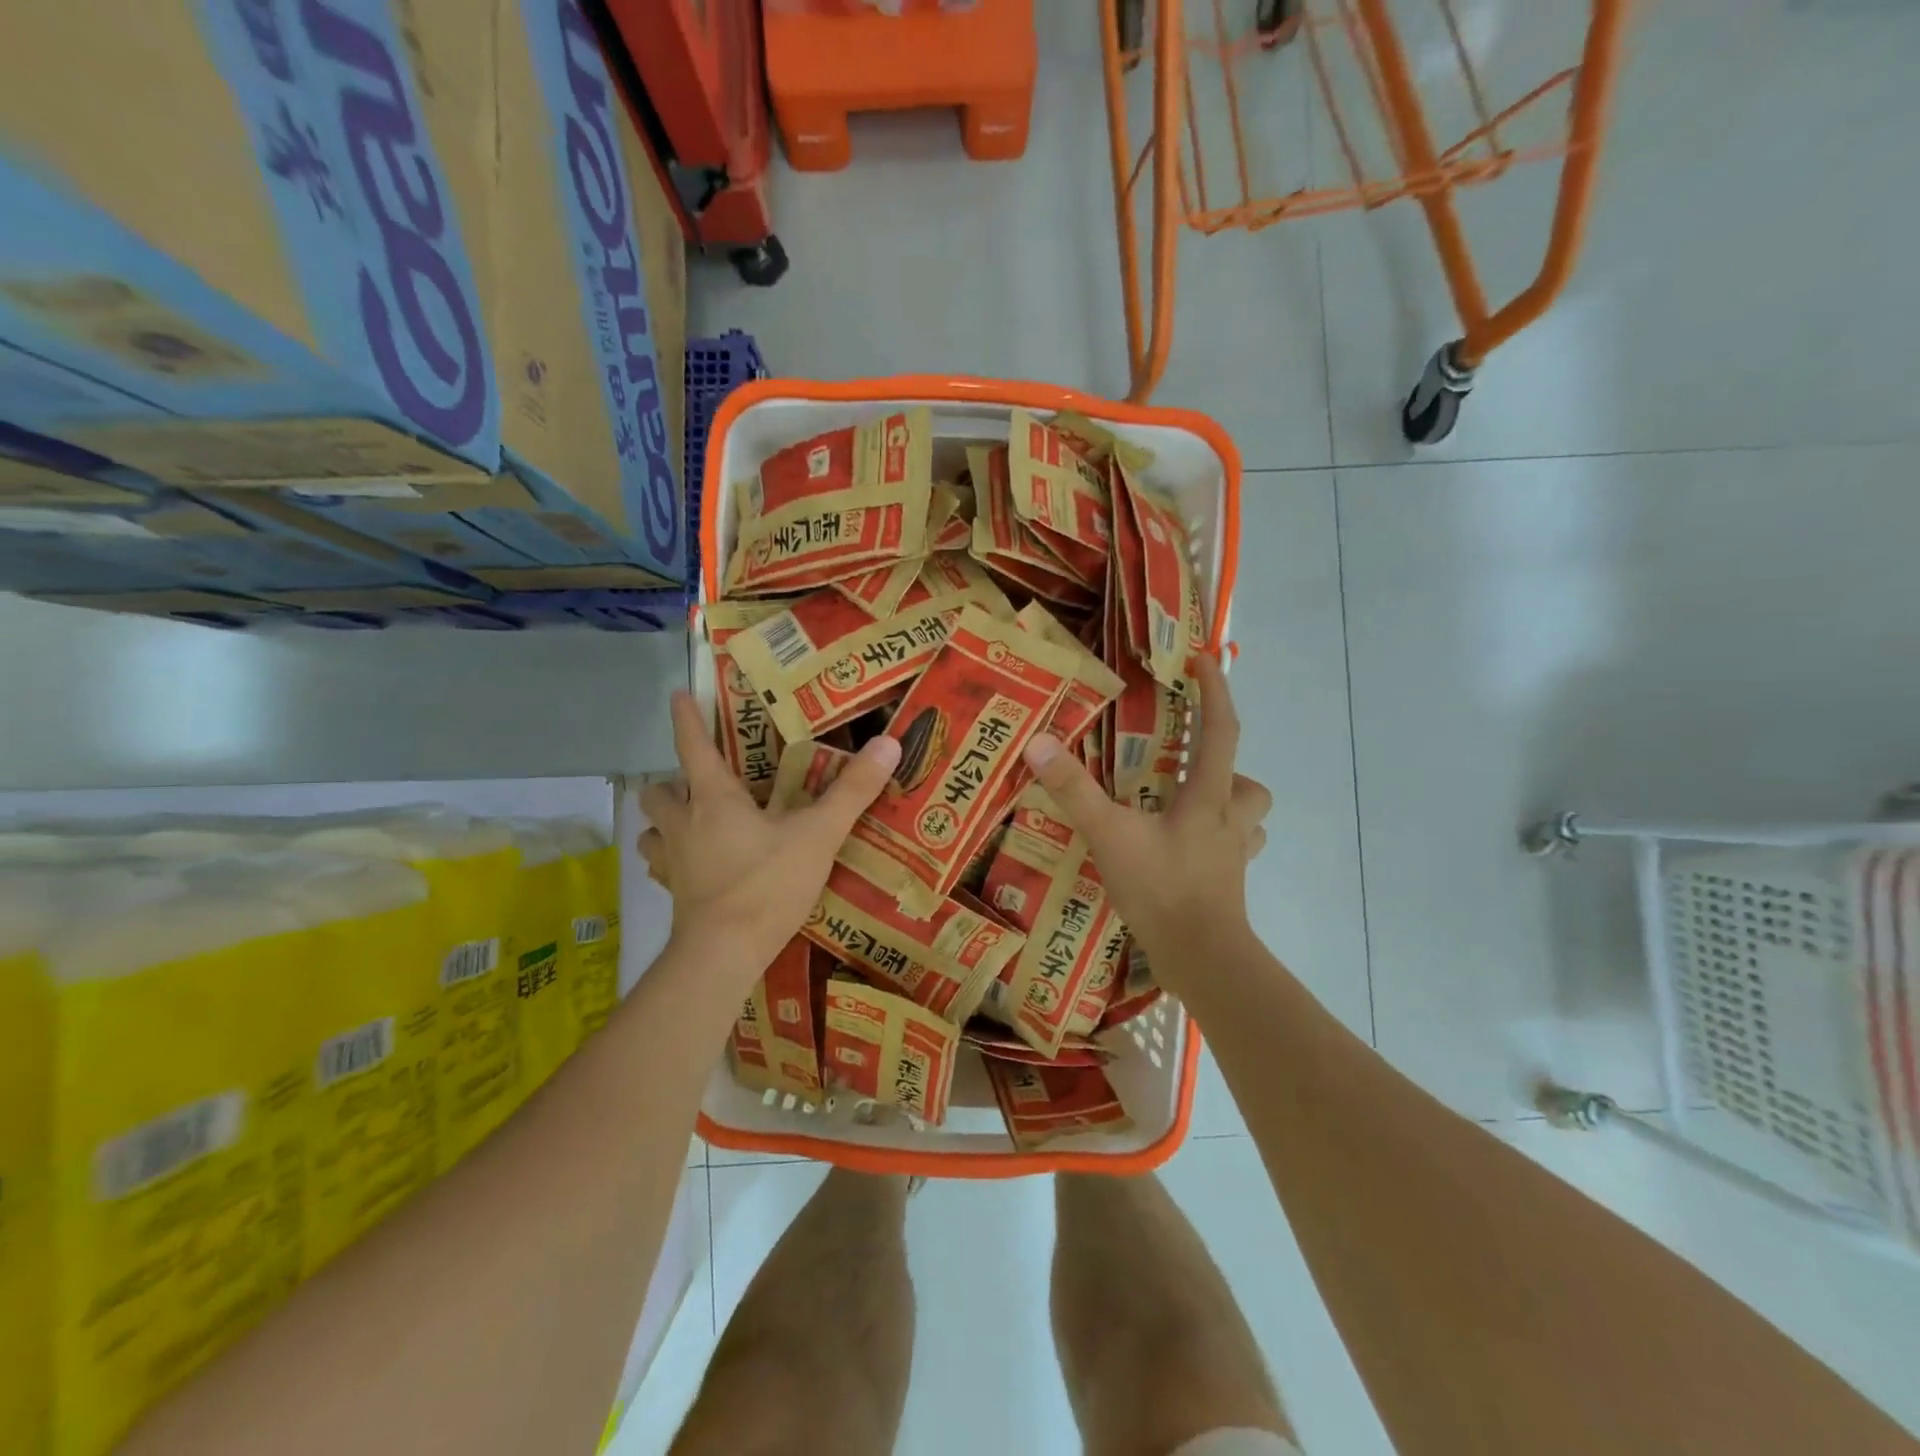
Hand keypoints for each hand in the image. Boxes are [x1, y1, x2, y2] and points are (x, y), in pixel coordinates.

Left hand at [639, 690, 900, 985]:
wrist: (724, 954)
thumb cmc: (768, 884)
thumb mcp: (819, 835)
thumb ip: (853, 791)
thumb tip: (889, 742)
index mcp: (714, 799)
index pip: (693, 747)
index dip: (685, 719)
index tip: (678, 694)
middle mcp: (684, 824)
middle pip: (657, 792)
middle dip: (672, 782)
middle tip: (702, 785)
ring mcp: (673, 863)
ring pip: (652, 831)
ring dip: (666, 823)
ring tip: (694, 826)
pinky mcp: (674, 896)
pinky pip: (662, 869)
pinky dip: (673, 862)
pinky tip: (697, 869)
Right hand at [1020, 653, 1270, 987]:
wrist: (1203, 960)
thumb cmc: (1163, 890)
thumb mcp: (1110, 835)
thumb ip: (1074, 791)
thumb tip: (1038, 743)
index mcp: (1209, 797)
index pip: (1221, 729)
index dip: (1216, 690)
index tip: (1203, 659)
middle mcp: (1231, 820)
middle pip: (1247, 779)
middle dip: (1225, 763)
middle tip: (1184, 763)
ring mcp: (1234, 854)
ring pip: (1249, 815)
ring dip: (1227, 802)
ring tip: (1185, 805)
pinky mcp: (1229, 883)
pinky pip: (1235, 848)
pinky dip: (1218, 840)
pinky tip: (1186, 850)